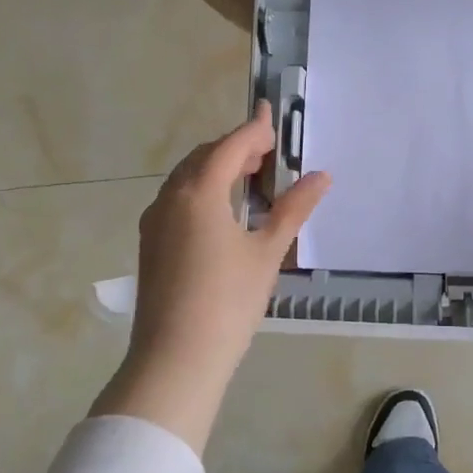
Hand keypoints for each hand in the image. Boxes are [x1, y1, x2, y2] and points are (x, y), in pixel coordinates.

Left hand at [113, 105, 330, 438]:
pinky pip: (178, 200)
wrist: (176, 358)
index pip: (231, 146)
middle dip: (236, 148)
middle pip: (205, 158)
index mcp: (199, 192)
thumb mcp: (268, 252)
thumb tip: (321, 175)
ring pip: (187, 178)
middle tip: (269, 153)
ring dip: (217, 169)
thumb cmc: (228, 301)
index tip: (272, 114)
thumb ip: (293, 209)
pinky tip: (222, 213)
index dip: (254, 129)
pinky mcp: (150, 244)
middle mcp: (170, 198)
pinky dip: (202, 191)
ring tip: (250, 179)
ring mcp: (155, 222)